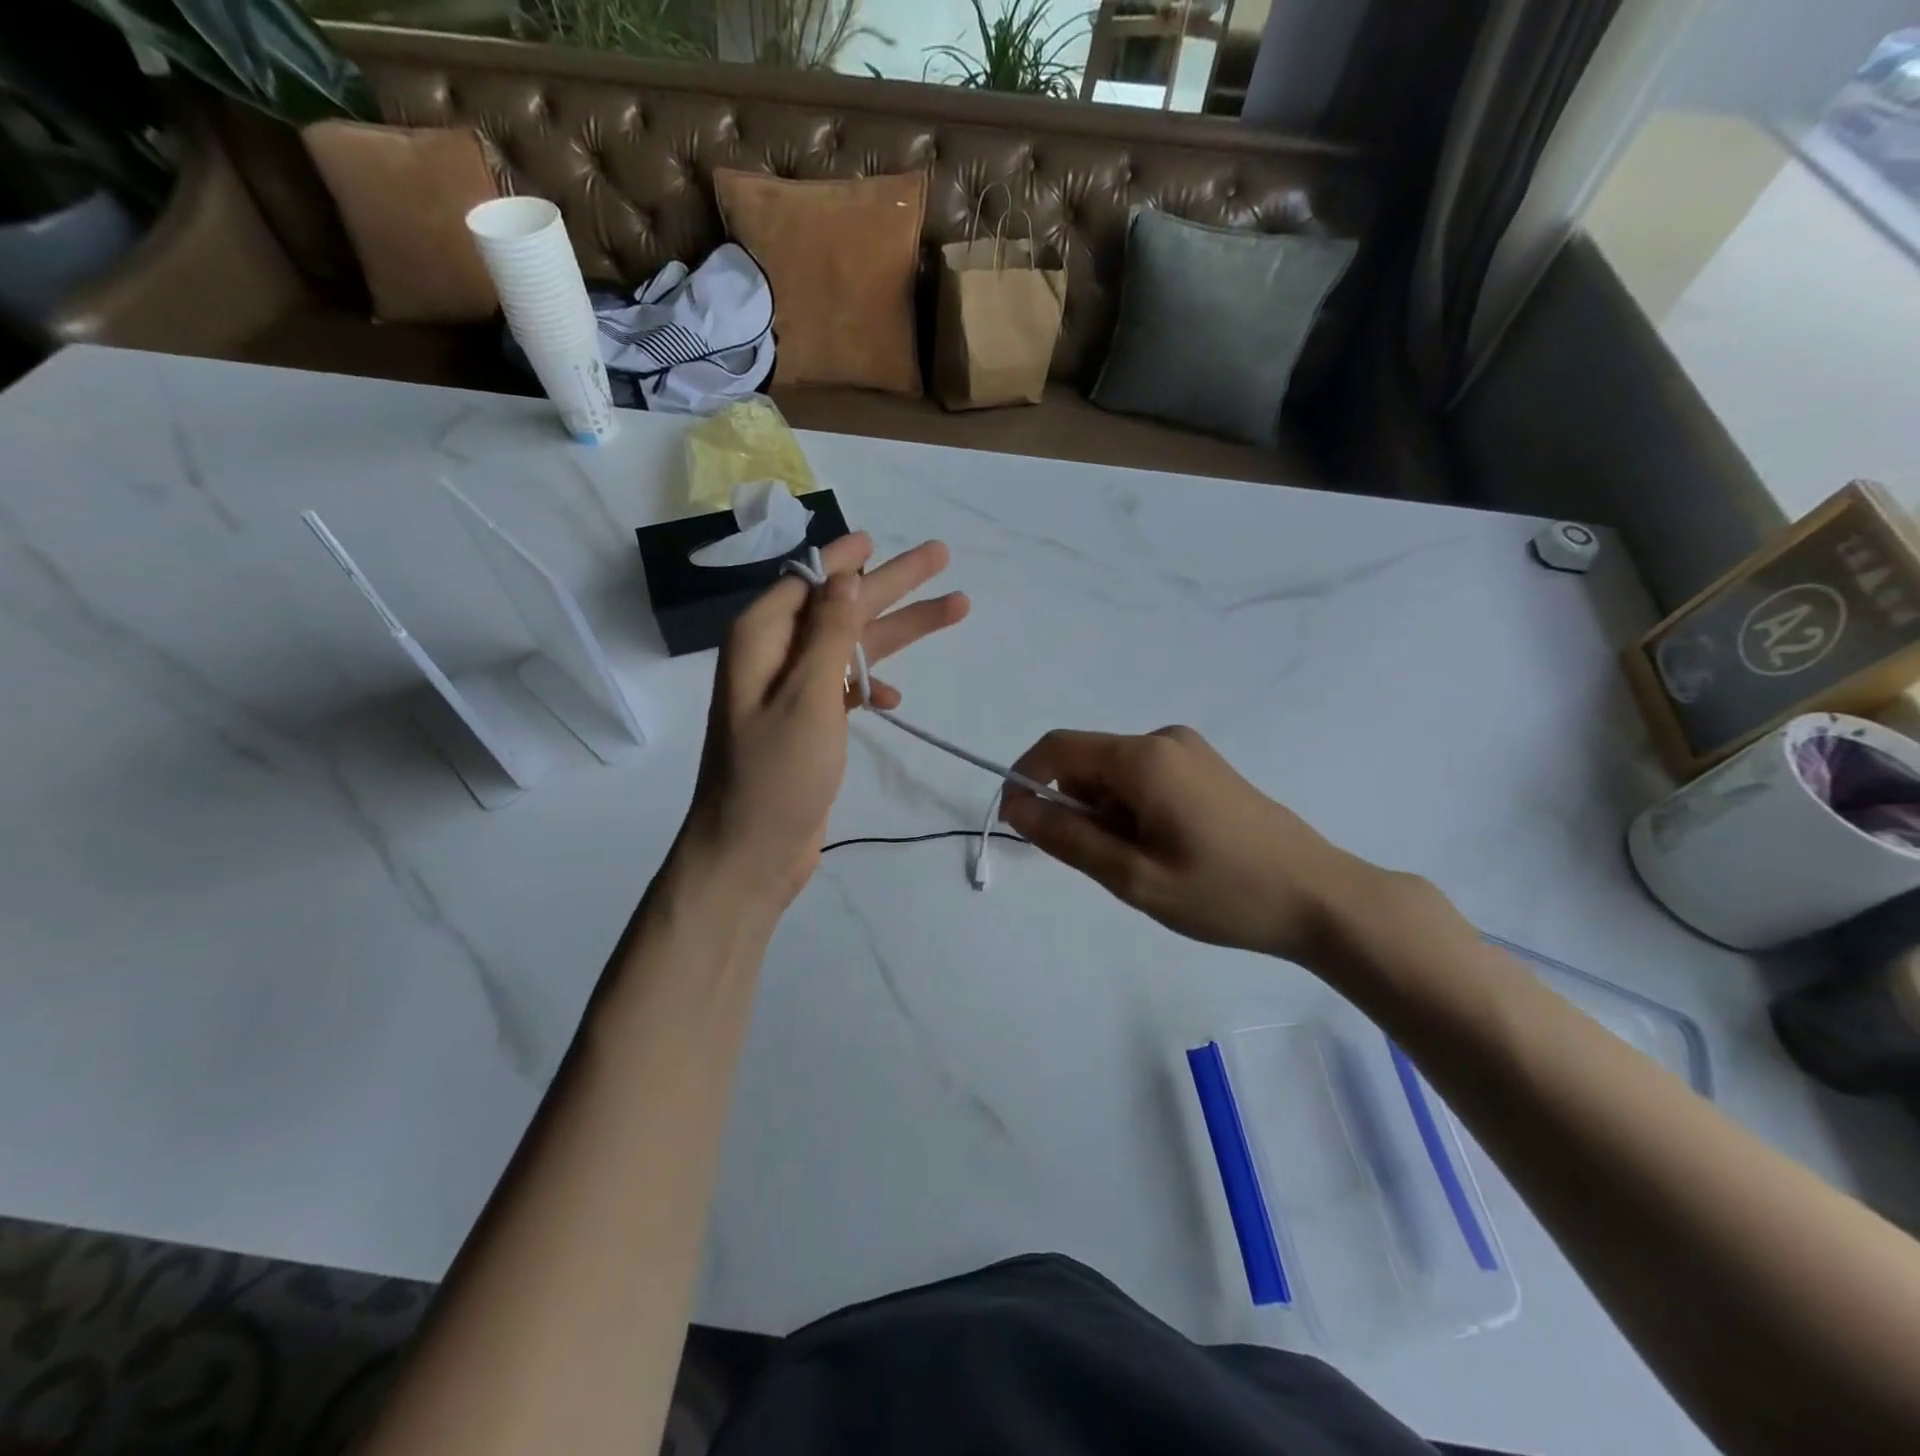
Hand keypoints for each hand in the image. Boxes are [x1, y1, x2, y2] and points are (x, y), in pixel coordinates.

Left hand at [675, 533, 968, 913]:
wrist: (750, 853)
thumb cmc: (776, 774)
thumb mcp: (807, 697)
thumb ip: (828, 633)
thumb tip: (843, 575)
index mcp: (762, 639)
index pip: (809, 580)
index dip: (846, 558)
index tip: (879, 537)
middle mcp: (774, 657)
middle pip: (840, 606)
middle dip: (891, 584)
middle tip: (940, 557)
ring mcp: (791, 693)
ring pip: (852, 645)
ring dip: (899, 630)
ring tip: (956, 608)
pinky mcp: (807, 725)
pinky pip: (844, 687)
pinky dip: (870, 685)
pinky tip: (895, 696)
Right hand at [1000, 726, 1374, 963]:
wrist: (1321, 898)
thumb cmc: (1223, 892)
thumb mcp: (1133, 877)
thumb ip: (1068, 838)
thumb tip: (1017, 807)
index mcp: (1144, 757)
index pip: (1058, 748)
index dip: (1025, 780)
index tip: (1018, 825)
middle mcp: (1164, 739)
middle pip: (1089, 762)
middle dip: (1075, 808)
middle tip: (1103, 866)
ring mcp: (1191, 751)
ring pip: (1117, 776)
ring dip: (1107, 816)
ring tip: (1144, 867)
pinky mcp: (1207, 769)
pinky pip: (1146, 780)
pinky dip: (1134, 812)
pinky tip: (1166, 852)